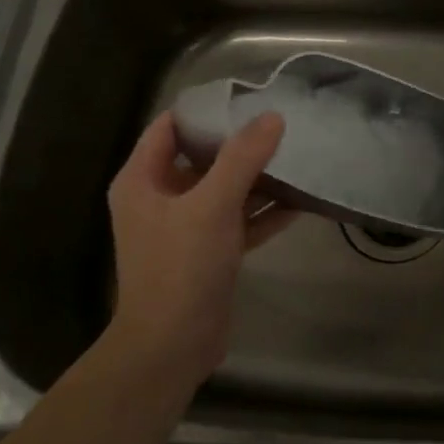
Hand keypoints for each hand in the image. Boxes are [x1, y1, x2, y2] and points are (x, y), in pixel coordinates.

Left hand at [106, 111, 291, 386]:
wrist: (172, 345)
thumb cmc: (180, 267)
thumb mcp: (212, 205)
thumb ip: (243, 158)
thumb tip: (273, 117)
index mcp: (143, 180)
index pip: (169, 127)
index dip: (204, 109)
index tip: (246, 97)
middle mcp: (160, 198)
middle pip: (202, 156)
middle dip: (240, 142)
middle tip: (281, 123)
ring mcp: (185, 227)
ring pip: (225, 189)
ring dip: (258, 177)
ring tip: (297, 156)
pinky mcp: (209, 251)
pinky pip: (239, 219)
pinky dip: (265, 211)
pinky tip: (301, 201)